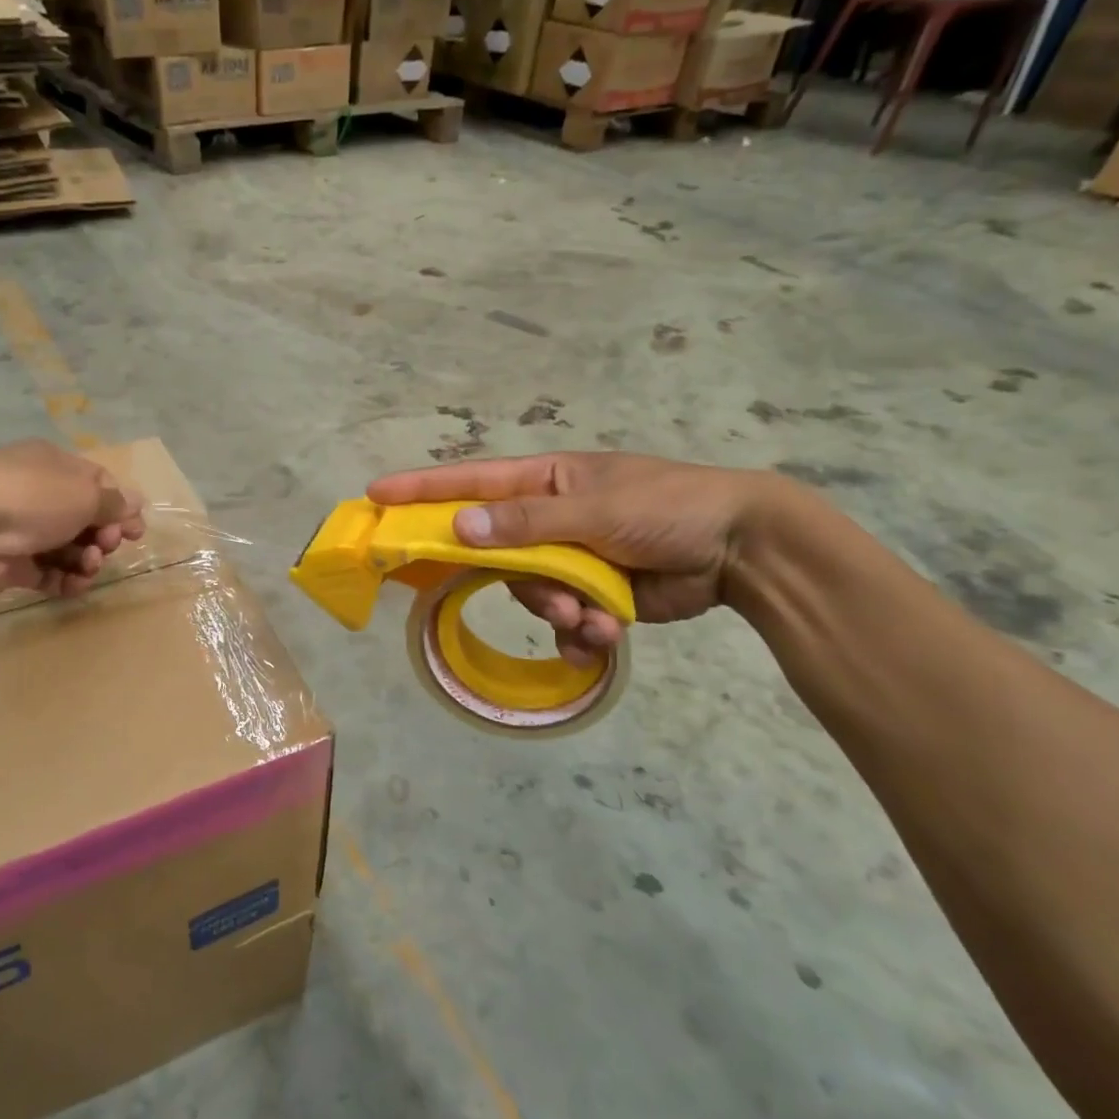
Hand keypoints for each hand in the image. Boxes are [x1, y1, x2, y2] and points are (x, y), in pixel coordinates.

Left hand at [0, 439, 145, 598]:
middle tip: (108, 546)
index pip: (98, 484)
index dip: (120, 507)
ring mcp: (23, 530)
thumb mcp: (85, 494)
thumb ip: (114, 503)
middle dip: (104, 535)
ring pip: (69, 548)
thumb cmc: (33, 499)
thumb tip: (136, 502)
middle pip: (85, 518)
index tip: (135, 531)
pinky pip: (49, 573)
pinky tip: (74, 585)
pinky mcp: (12, 564)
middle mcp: (38, 493)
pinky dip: (66, 580)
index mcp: (54, 465)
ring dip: (87, 560)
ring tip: (88, 566)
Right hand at [368, 453, 772, 662]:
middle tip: (548, 597)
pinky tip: (604, 636)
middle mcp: (549, 519)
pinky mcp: (593, 595)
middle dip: (517, 580)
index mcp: (546, 482)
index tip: (376, 496)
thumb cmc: (668, 508)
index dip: (422, 490)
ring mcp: (571, 559)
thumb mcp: (596, 509)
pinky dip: (580, 633)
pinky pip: (563, 619)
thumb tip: (460, 527)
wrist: (742, 549)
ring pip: (530, 592)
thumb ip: (527, 522)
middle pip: (497, 552)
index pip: (471, 483)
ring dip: (557, 610)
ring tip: (593, 616)